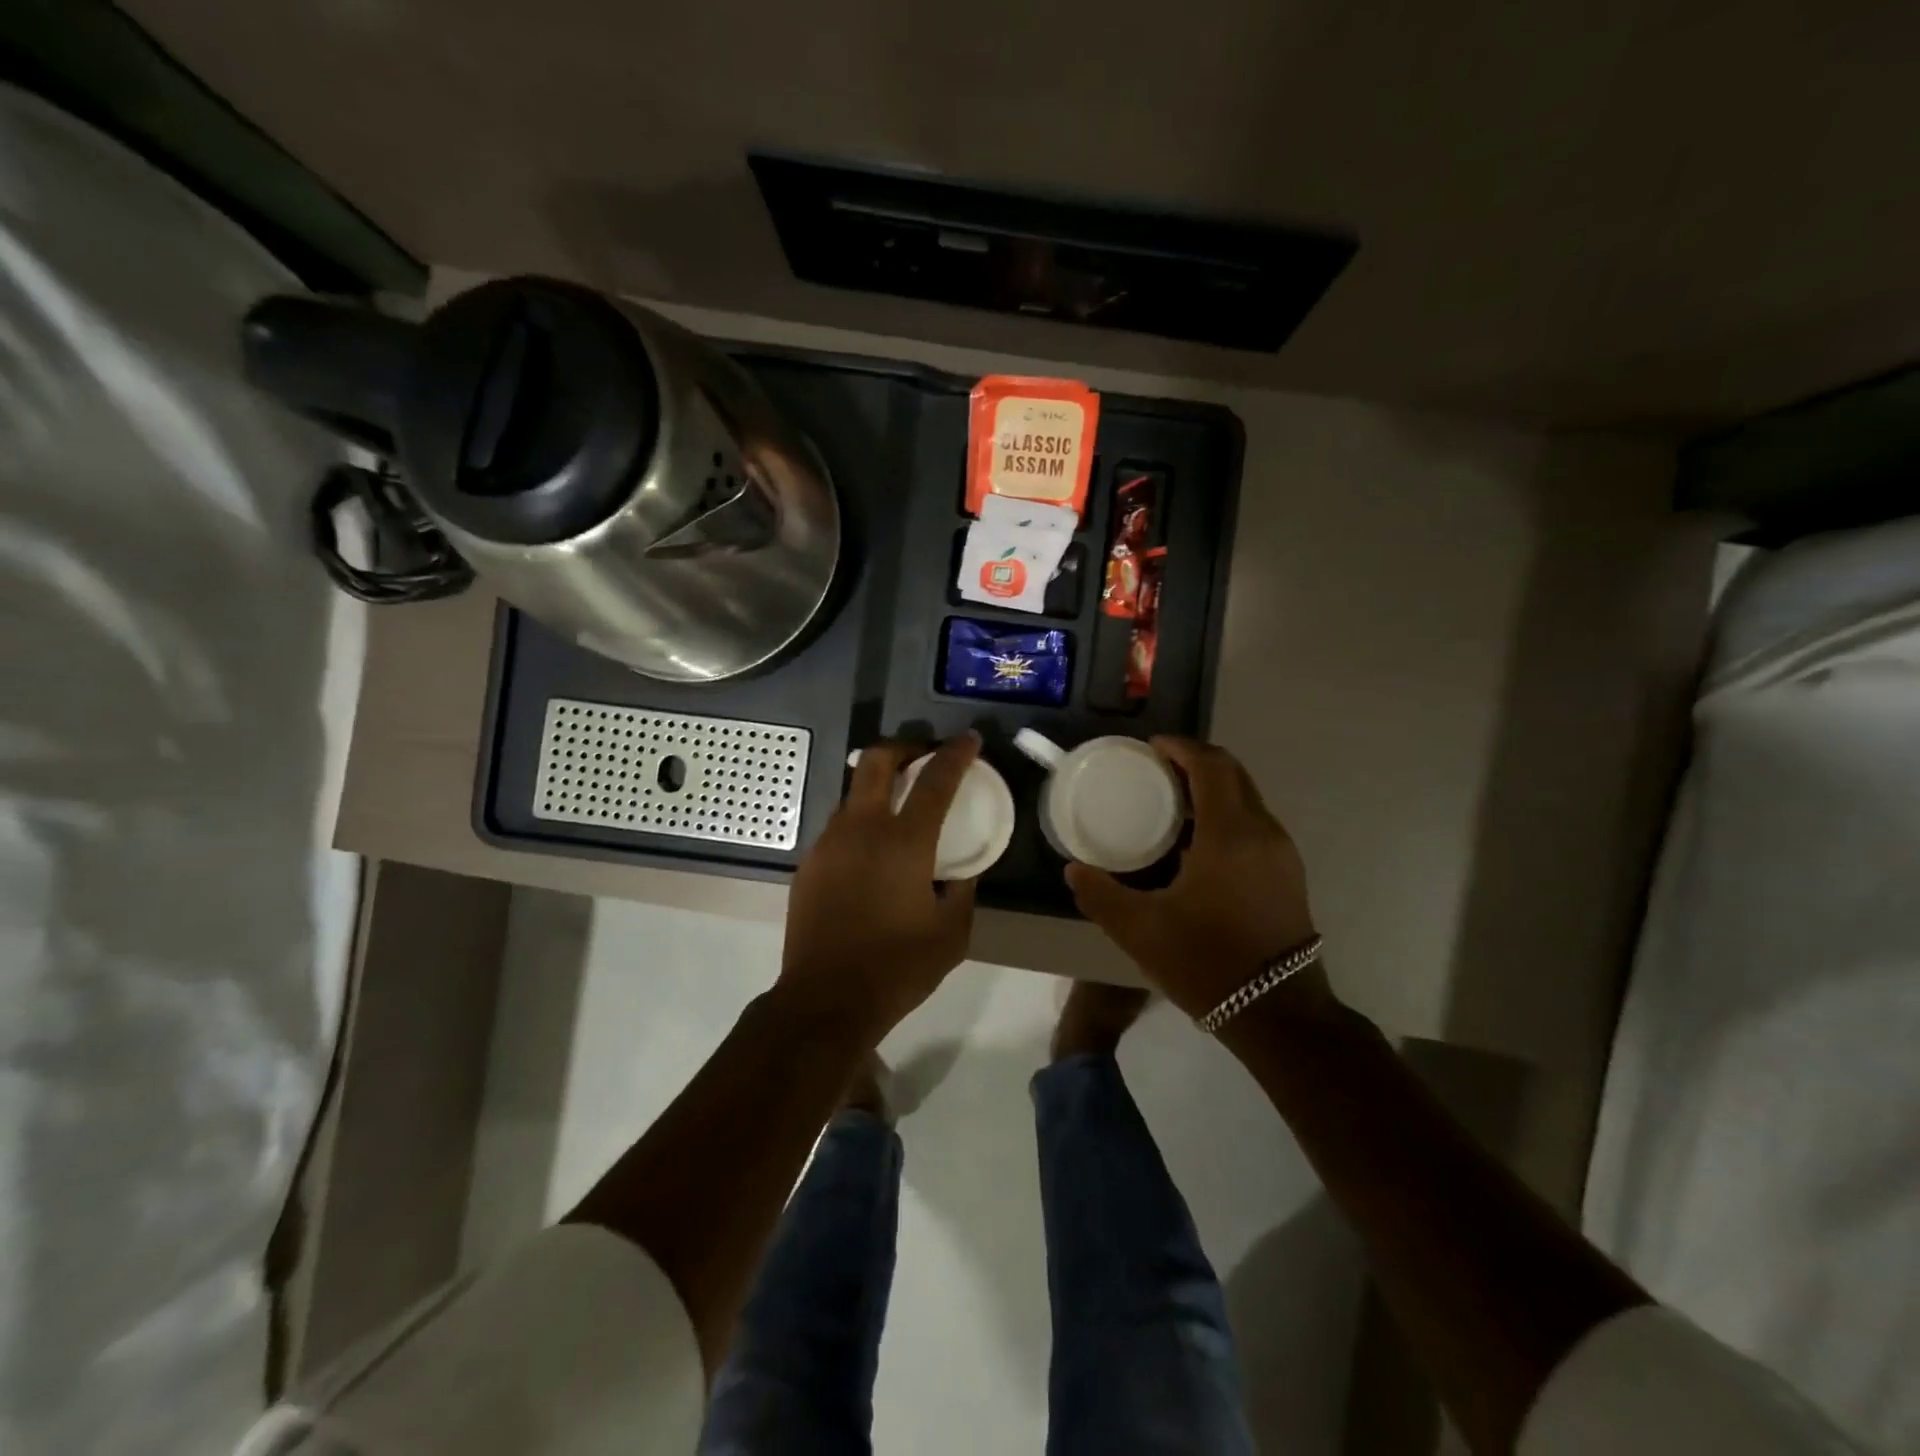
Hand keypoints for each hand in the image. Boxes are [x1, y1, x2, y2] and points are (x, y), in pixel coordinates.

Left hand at [780, 733, 980, 1040]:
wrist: (825, 1000)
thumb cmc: (897, 967)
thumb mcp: (952, 934)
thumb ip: (963, 891)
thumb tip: (964, 869)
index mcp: (903, 842)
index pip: (935, 780)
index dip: (956, 754)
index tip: (970, 740)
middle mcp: (862, 829)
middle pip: (876, 760)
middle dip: (903, 747)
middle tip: (923, 757)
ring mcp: (828, 843)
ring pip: (852, 792)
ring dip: (878, 787)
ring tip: (898, 809)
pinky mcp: (809, 864)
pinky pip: (838, 827)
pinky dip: (860, 822)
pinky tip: (871, 854)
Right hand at [1066, 737, 1324, 1020]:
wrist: (1279, 1015)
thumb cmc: (1207, 963)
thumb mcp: (1140, 931)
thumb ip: (1100, 894)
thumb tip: (1073, 870)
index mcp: (1229, 835)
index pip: (1210, 766)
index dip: (1180, 748)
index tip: (1149, 747)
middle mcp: (1263, 832)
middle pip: (1233, 773)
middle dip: (1195, 761)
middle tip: (1155, 769)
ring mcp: (1282, 853)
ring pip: (1247, 798)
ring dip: (1212, 787)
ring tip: (1171, 801)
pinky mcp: (1288, 873)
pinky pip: (1254, 823)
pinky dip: (1225, 812)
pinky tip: (1196, 841)